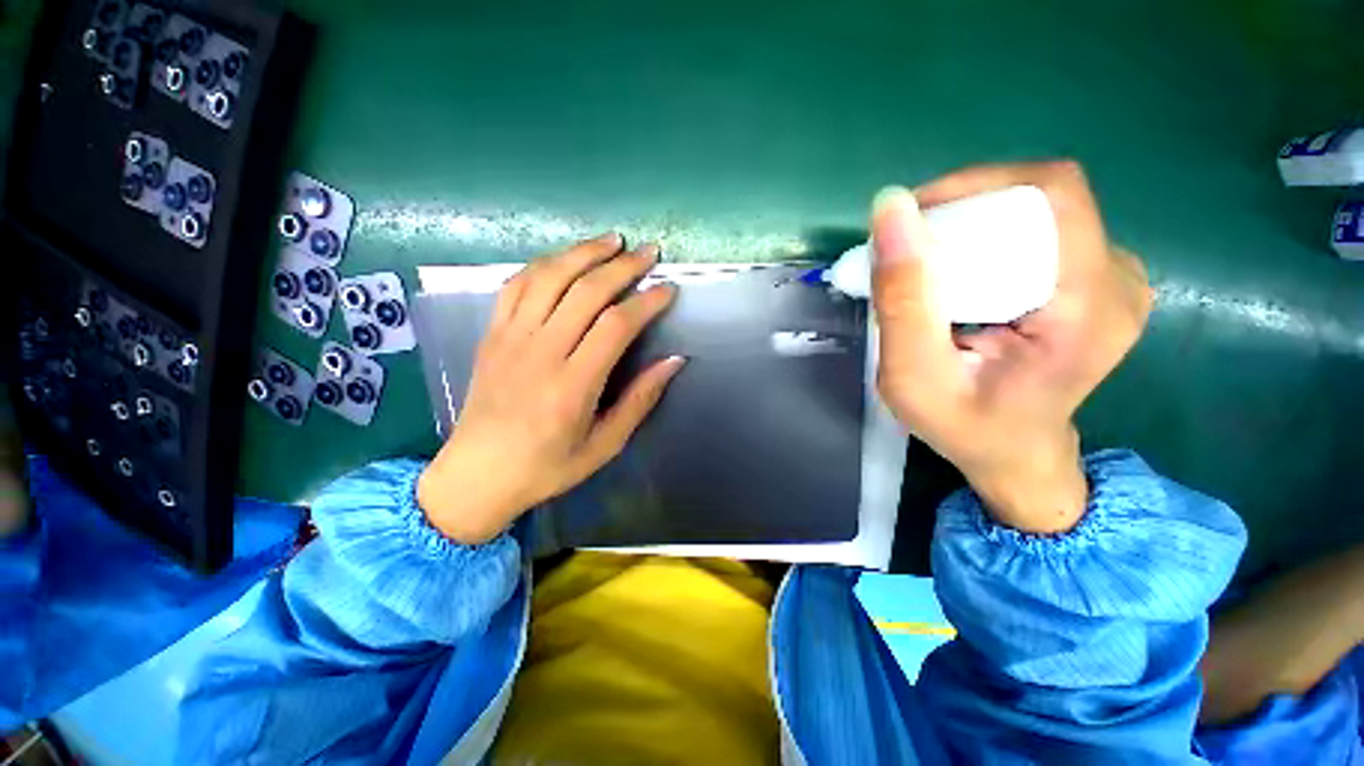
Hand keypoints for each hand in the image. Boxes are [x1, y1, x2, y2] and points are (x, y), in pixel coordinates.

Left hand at [418, 234, 683, 543]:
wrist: (476, 475)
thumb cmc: (547, 467)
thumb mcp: (604, 445)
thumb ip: (640, 400)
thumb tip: (674, 361)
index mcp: (572, 385)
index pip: (616, 325)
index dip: (646, 302)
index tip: (668, 290)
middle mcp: (540, 352)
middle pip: (585, 291)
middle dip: (622, 266)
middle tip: (649, 252)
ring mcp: (510, 338)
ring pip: (549, 277)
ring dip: (583, 252)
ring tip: (612, 240)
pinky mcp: (492, 334)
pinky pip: (516, 285)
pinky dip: (544, 264)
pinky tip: (565, 258)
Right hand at [872, 161, 1152, 533]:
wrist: (1015, 455)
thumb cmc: (963, 427)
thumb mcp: (912, 377)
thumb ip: (902, 299)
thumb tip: (890, 209)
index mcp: (1088, 307)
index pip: (1050, 196)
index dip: (976, 185)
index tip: (914, 217)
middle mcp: (1117, 280)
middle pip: (1041, 201)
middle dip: (965, 211)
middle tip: (910, 251)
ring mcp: (1114, 278)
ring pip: (1039, 214)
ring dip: (974, 226)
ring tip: (929, 268)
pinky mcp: (1098, 281)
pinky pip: (1043, 232)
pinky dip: (991, 241)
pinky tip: (961, 276)